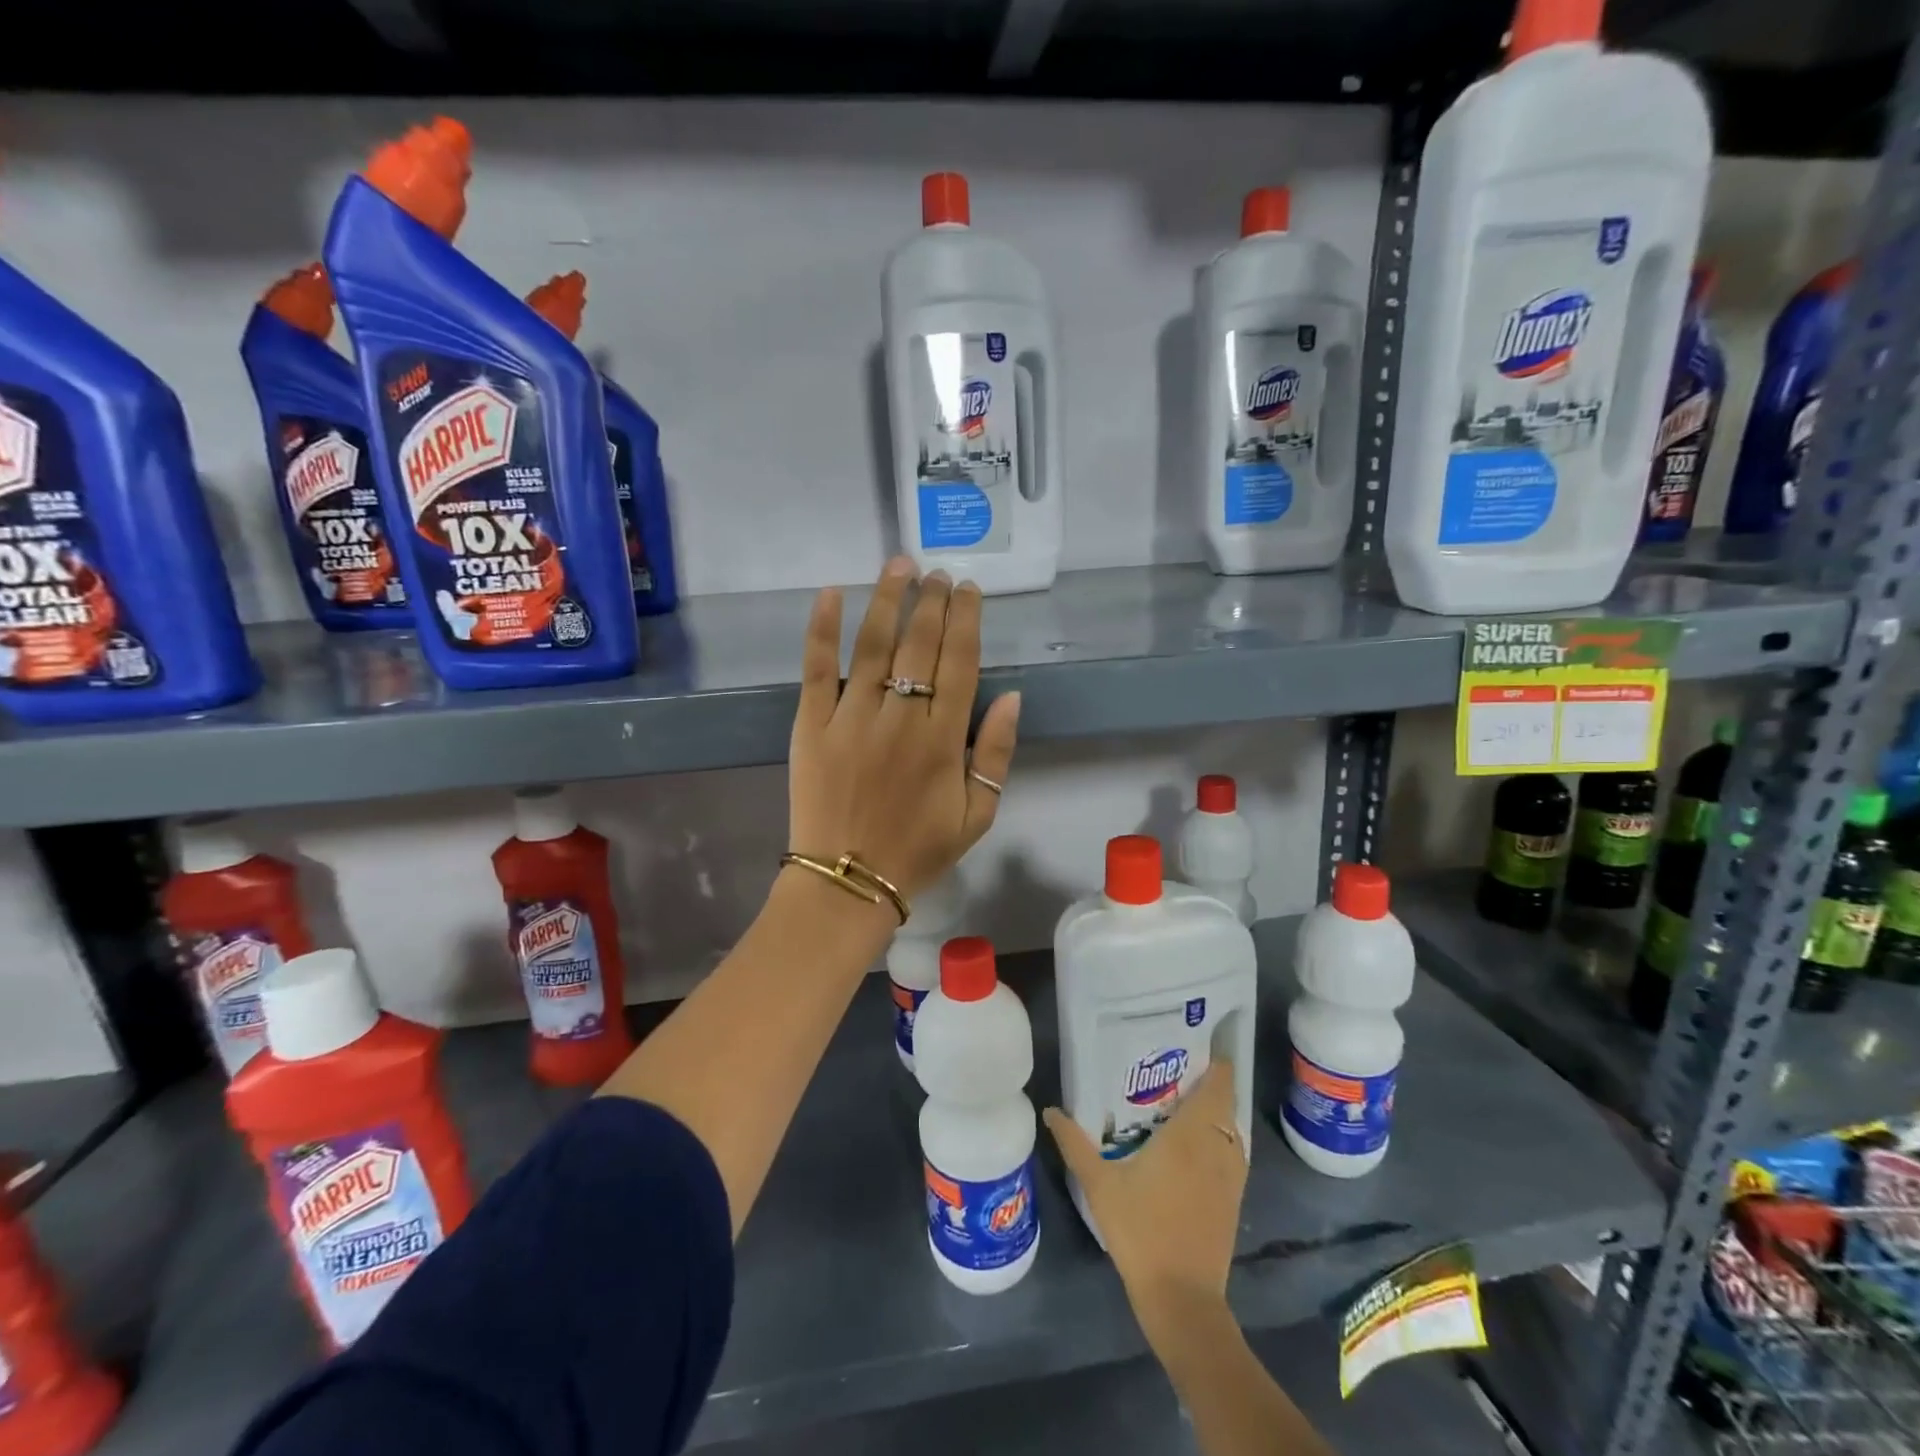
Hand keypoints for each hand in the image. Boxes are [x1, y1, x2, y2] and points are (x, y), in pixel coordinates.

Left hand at [789, 557, 1020, 903]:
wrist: (848, 882)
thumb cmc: (918, 850)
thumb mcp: (977, 814)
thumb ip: (996, 754)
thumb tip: (1013, 697)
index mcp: (942, 740)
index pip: (959, 664)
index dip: (966, 621)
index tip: (968, 590)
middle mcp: (899, 719)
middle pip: (918, 645)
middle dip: (932, 602)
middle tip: (938, 572)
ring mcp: (851, 718)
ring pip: (872, 646)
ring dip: (887, 600)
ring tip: (899, 566)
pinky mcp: (811, 724)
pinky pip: (816, 669)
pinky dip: (822, 629)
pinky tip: (832, 593)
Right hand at [1044, 1060, 1246, 1347]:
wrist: (1182, 1298)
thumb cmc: (1140, 1230)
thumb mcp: (1099, 1184)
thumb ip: (1074, 1143)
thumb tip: (1051, 1110)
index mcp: (1191, 1135)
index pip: (1218, 1085)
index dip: (1216, 1062)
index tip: (1195, 1045)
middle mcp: (1217, 1148)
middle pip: (1224, 1104)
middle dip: (1208, 1084)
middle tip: (1175, 1070)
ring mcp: (1230, 1177)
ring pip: (1231, 1131)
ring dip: (1216, 1114)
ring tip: (1183, 1103)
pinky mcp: (1233, 1201)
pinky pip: (1233, 1155)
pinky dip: (1220, 1141)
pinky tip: (1194, 1149)